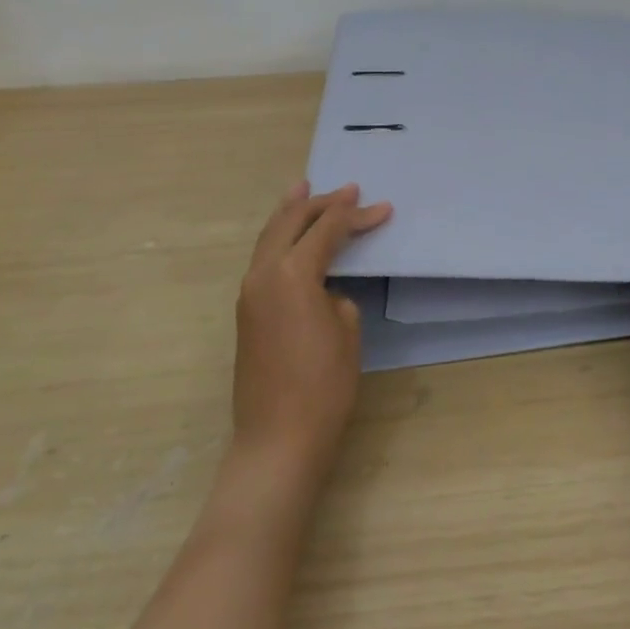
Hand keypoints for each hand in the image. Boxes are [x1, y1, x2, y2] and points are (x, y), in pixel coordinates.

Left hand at [233, 181, 392, 479]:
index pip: (327, 230)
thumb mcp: (347, 331)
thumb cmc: (323, 386)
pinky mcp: (246, 313)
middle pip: (290, 222)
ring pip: (269, 238)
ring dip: (290, 214)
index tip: (383, 207)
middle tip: (346, 189)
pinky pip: (263, 259)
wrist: (277, 439)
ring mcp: (249, 294)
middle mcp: (263, 275)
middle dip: (319, 203)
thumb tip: (325, 291)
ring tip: (303, 190)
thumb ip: (337, 297)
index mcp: (291, 274)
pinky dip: (279, 239)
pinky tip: (290, 237)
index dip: (356, 215)